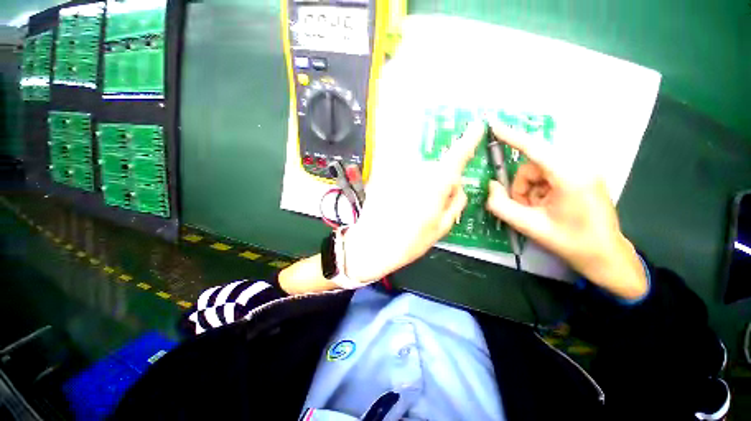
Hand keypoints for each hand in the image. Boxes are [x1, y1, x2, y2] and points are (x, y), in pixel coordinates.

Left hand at [343, 121, 485, 283]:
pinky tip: (397, 203)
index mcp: (436, 182)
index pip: (457, 154)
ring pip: (418, 172)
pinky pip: (402, 175)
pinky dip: (404, 186)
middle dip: (437, 183)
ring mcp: (398, 170)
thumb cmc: (410, 241)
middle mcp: (417, 169)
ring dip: (419, 186)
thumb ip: (455, 202)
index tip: (477, 126)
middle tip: (428, 208)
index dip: (468, 139)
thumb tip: (457, 186)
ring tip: (409, 209)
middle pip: (436, 168)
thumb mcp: (442, 227)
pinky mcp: (383, 175)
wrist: (372, 244)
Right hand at [485, 121, 647, 299]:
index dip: (512, 137)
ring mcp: (582, 172)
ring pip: (538, 172)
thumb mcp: (528, 226)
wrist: (604, 256)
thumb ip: (501, 205)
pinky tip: (545, 207)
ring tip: (536, 211)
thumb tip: (491, 185)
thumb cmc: (570, 242)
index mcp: (570, 177)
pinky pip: (548, 176)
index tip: (494, 125)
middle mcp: (579, 168)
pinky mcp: (581, 177)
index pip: (535, 149)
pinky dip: (539, 190)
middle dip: (521, 187)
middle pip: (533, 166)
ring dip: (529, 190)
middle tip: (523, 208)